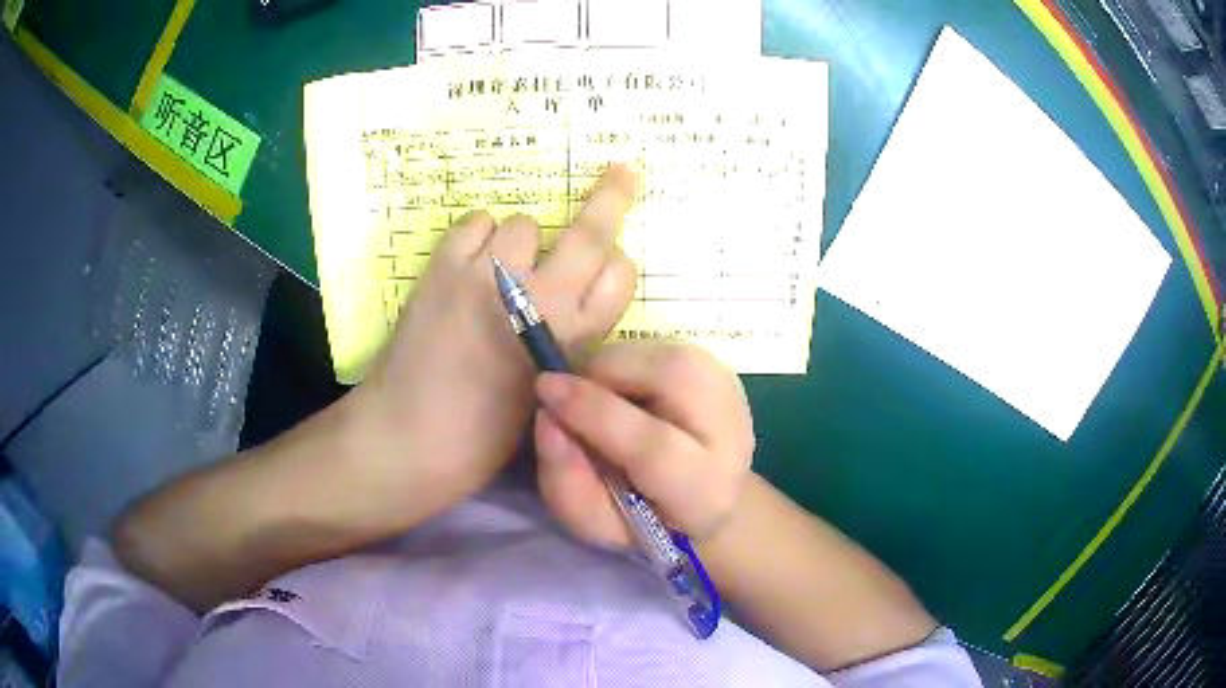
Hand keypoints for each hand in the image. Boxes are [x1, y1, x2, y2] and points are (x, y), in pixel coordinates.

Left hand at [350, 166, 639, 520]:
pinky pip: (476, 223)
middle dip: (613, 196)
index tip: (608, 262)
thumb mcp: (546, 395)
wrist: (408, 439)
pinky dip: (479, 234)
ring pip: (525, 224)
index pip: (619, 277)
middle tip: (622, 170)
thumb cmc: (482, 439)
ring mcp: (487, 276)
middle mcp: (538, 300)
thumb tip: (569, 301)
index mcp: (571, 341)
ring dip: (522, 241)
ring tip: (500, 268)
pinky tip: (470, 261)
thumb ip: (567, 343)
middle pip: (590, 234)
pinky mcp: (444, 268)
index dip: (617, 265)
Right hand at [532, 341, 755, 548]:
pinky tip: (630, 393)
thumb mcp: (595, 521)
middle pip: (668, 378)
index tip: (545, 389)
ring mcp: (730, 392)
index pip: (653, 445)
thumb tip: (548, 419)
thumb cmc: (643, 517)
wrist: (707, 493)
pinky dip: (629, 361)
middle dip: (603, 375)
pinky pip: (662, 346)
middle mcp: (731, 433)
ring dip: (615, 367)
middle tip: (573, 399)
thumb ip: (567, 482)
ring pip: (663, 353)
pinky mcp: (721, 366)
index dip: (594, 411)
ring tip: (604, 401)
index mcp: (703, 490)